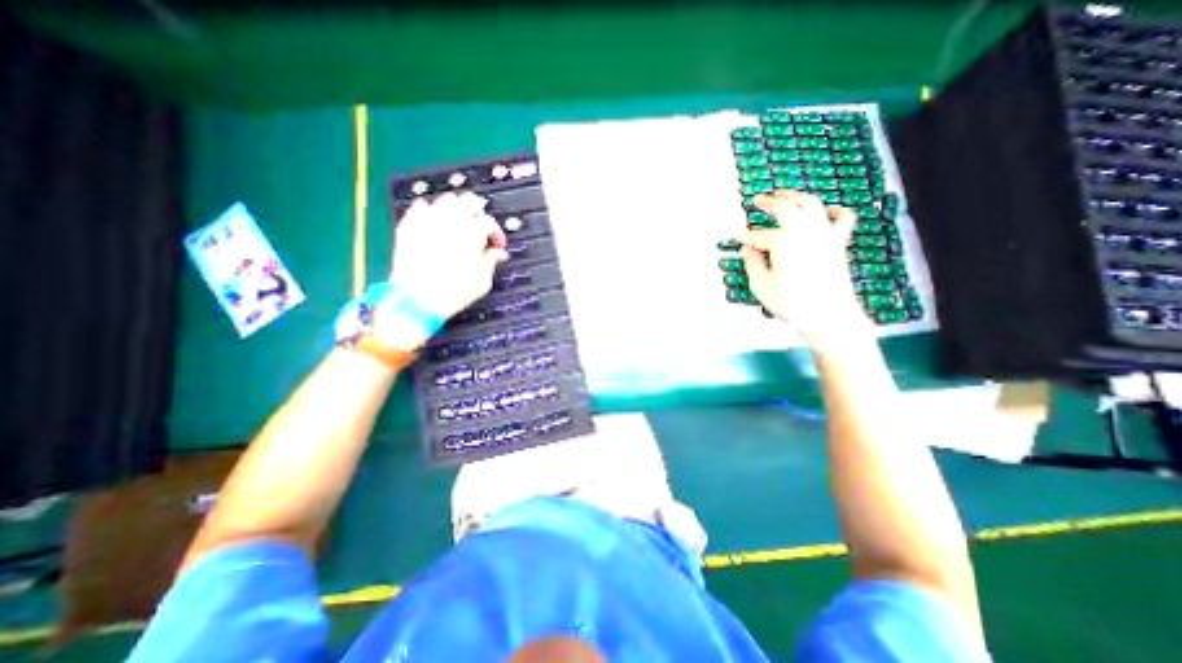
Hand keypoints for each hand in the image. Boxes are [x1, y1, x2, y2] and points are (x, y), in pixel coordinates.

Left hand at [391, 191, 506, 321]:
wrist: (416, 300)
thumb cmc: (453, 292)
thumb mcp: (482, 281)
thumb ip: (491, 261)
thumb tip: (498, 253)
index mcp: (472, 233)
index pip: (490, 222)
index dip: (497, 233)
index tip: (497, 245)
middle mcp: (451, 221)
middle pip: (469, 201)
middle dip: (479, 212)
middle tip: (481, 225)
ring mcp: (428, 221)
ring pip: (446, 199)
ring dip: (456, 208)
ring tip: (459, 221)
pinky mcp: (410, 226)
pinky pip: (420, 206)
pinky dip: (430, 210)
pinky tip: (433, 219)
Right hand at [742, 190, 865, 341]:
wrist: (829, 316)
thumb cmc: (791, 304)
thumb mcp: (761, 286)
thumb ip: (753, 263)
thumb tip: (748, 249)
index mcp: (782, 243)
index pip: (758, 236)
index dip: (745, 236)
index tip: (736, 238)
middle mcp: (804, 233)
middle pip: (786, 207)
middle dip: (769, 202)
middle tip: (758, 200)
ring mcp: (824, 235)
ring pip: (812, 205)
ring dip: (796, 196)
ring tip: (785, 194)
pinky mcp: (838, 242)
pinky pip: (843, 218)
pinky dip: (835, 210)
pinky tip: (827, 210)